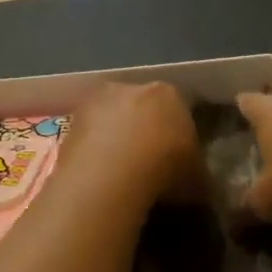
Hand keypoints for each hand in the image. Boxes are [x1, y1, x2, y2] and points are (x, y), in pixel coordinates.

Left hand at [60, 81, 199, 203]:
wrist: (111, 173)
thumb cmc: (164, 170)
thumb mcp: (198, 180)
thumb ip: (199, 175)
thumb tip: (199, 184)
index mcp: (170, 94)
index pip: (179, 107)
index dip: (179, 133)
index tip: (179, 157)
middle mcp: (133, 87)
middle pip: (143, 106)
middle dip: (146, 129)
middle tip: (149, 162)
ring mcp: (99, 100)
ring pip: (113, 116)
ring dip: (116, 136)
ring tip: (120, 171)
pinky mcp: (72, 118)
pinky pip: (90, 132)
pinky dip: (95, 148)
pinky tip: (99, 172)